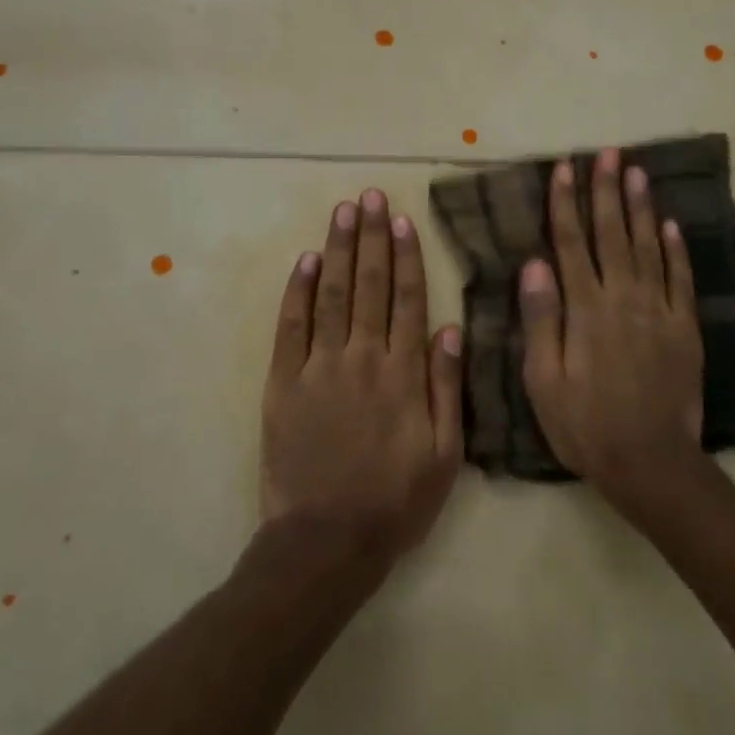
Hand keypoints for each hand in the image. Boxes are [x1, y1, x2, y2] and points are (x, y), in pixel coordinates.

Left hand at [261, 189, 464, 564]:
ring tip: (343, 212)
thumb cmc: (396, 499)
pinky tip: (306, 261)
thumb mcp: (445, 452)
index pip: (408, 299)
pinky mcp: (283, 383)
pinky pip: (290, 327)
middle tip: (370, 196)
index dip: (407, 256)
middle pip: (370, 285)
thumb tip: (451, 328)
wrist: (327, 539)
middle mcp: (362, 358)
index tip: (402, 219)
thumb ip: (448, 387)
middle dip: (371, 237)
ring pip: (332, 295)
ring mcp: (318, 367)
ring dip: (338, 250)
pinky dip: (298, 291)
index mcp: (403, 373)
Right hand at [518, 149, 709, 517]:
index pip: (571, 243)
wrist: (649, 460)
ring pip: (648, 247)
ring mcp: (658, 311)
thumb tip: (534, 264)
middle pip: (612, 234)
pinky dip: (676, 249)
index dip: (566, 203)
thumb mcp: (543, 379)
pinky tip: (670, 224)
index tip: (565, 168)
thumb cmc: (584, 424)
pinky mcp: (685, 328)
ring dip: (640, 207)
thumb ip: (540, 319)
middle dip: (607, 191)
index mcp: (584, 309)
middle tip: (608, 153)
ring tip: (637, 171)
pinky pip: (680, 279)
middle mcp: (622, 298)